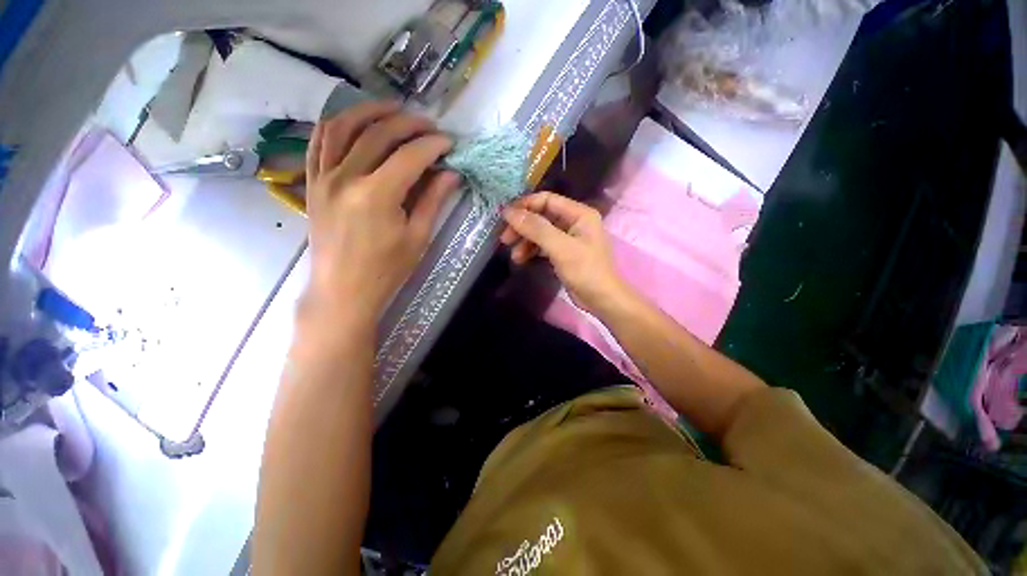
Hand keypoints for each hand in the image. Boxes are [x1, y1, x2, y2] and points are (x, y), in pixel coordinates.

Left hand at [302, 101, 459, 328]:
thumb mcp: (417, 237)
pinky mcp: (313, 182)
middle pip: (379, 134)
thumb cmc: (386, 270)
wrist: (343, 291)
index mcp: (376, 196)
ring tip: (394, 109)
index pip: (410, 157)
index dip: (433, 146)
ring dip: (371, 111)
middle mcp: (346, 178)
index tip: (450, 144)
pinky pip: (320, 142)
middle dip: (409, 124)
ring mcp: (323, 177)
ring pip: (343, 127)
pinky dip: (338, 124)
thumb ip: (433, 200)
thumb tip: (450, 174)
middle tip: (430, 125)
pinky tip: (355, 121)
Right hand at [500, 192, 629, 315]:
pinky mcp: (564, 253)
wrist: (602, 300)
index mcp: (579, 213)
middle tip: (505, 239)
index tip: (505, 218)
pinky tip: (522, 259)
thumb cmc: (585, 271)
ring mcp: (569, 238)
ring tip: (514, 256)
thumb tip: (509, 212)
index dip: (525, 206)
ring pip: (541, 233)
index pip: (547, 200)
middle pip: (542, 216)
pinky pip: (544, 246)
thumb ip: (536, 228)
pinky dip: (532, 250)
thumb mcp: (560, 248)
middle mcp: (574, 222)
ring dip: (525, 241)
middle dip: (523, 227)